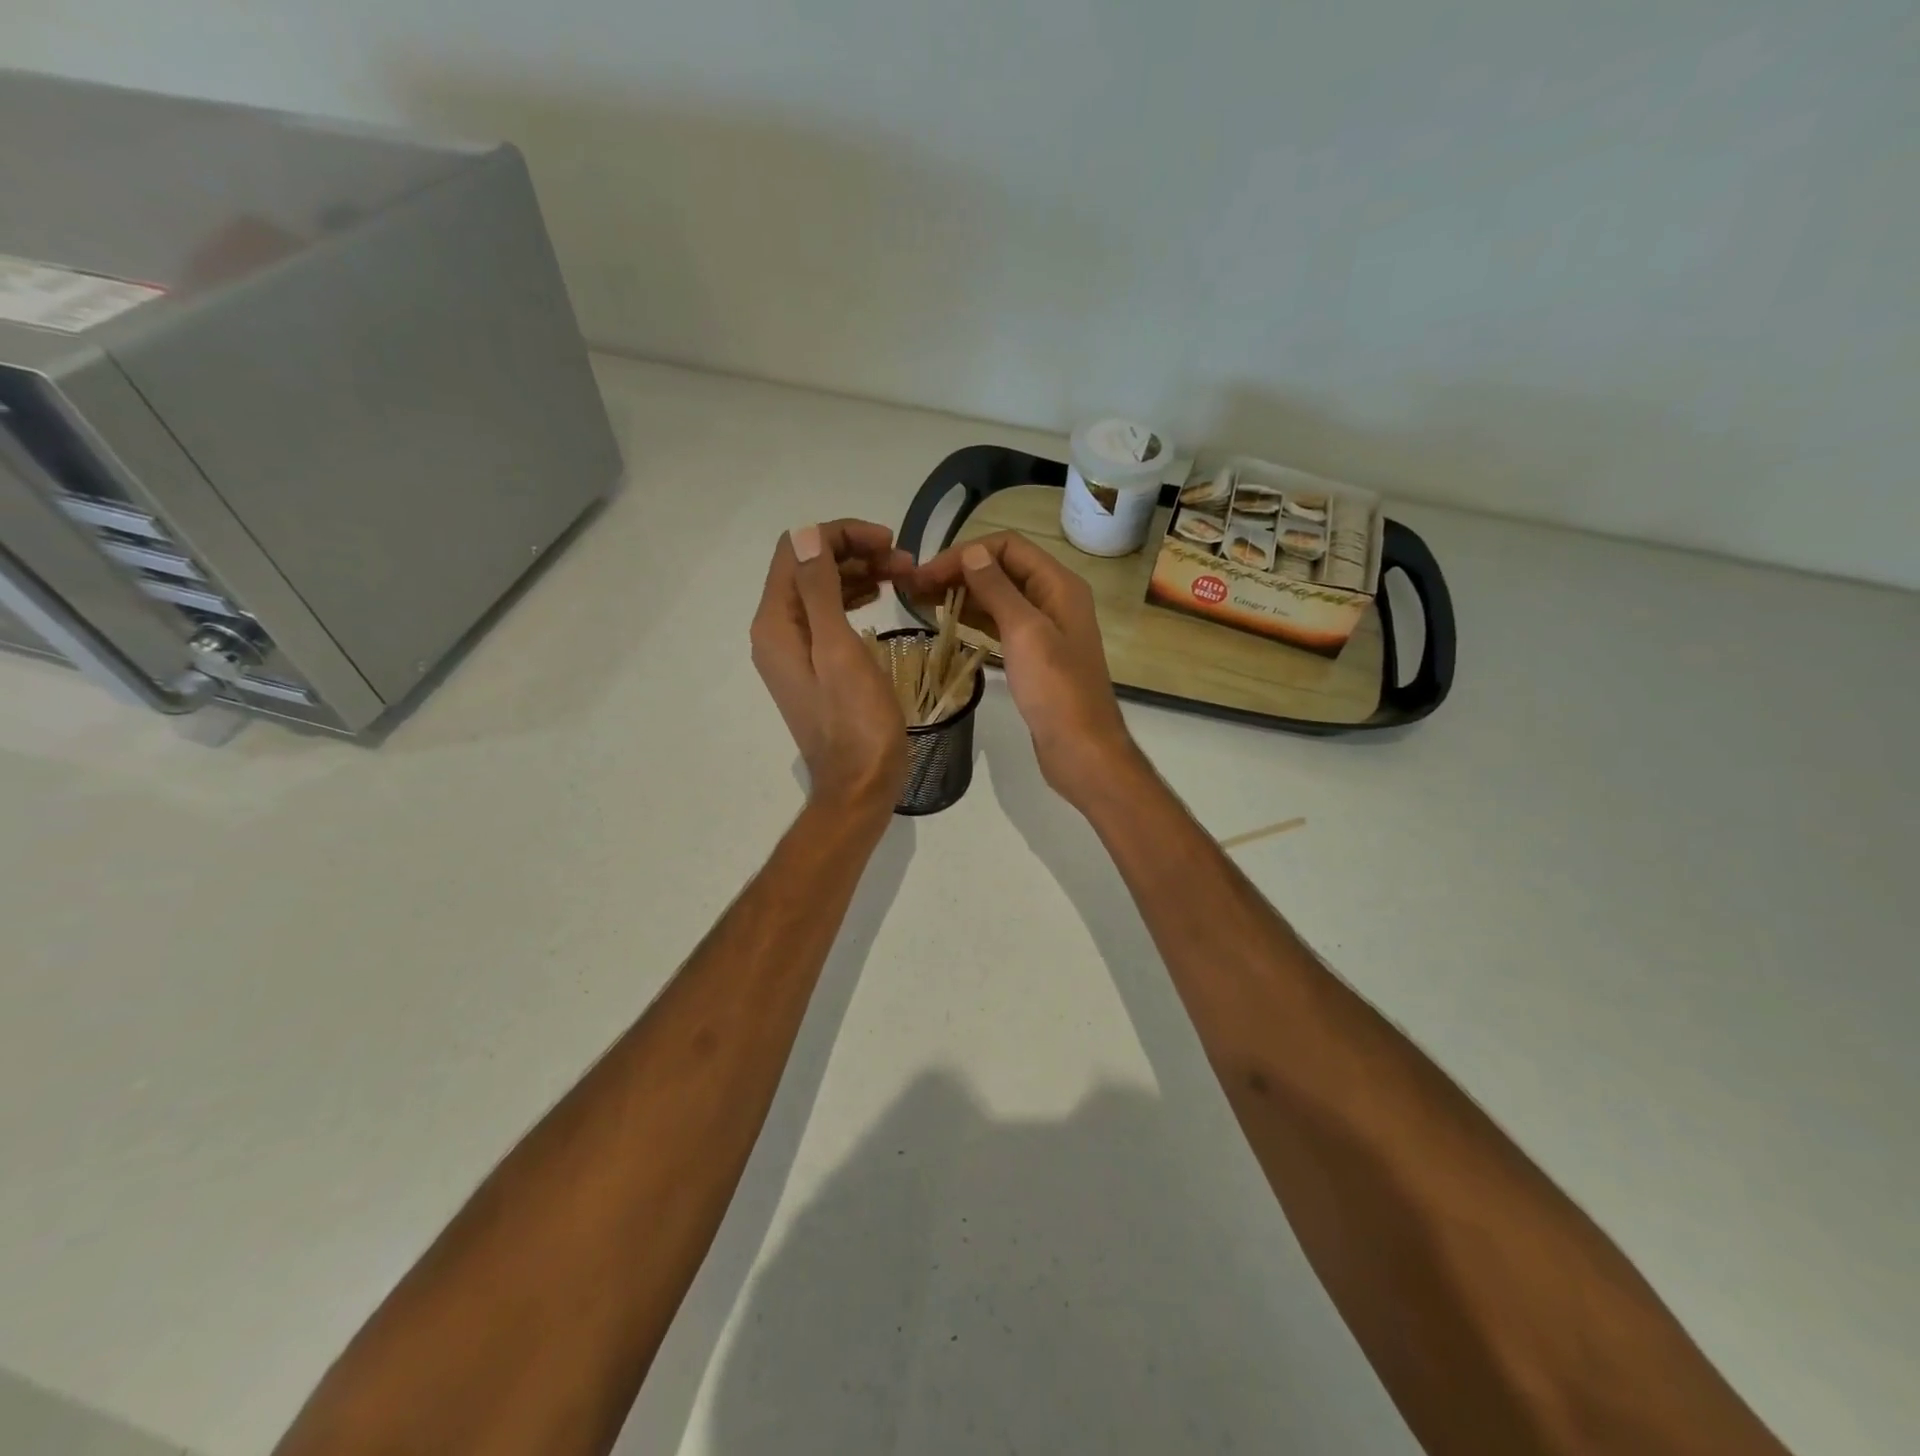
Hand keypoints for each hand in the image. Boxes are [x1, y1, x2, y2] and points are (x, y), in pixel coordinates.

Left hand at [751, 521, 914, 817]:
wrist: (859, 784)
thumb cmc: (856, 721)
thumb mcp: (838, 650)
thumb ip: (820, 590)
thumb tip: (806, 534)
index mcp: (776, 624)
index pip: (797, 551)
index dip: (841, 535)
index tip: (890, 543)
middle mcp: (776, 632)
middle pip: (808, 568)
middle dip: (854, 553)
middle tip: (905, 562)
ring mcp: (793, 651)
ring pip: (821, 591)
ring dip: (858, 574)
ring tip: (902, 576)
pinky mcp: (812, 666)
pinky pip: (827, 617)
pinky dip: (854, 600)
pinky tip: (881, 599)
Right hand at [908, 532, 1138, 808]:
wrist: (1081, 748)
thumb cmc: (1056, 689)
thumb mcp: (1025, 632)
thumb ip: (997, 589)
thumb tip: (972, 552)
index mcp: (1058, 585)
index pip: (1007, 547)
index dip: (965, 553)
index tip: (926, 574)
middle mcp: (1053, 599)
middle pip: (1001, 569)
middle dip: (958, 571)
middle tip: (913, 588)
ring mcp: (1044, 628)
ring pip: (998, 597)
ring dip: (962, 594)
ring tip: (921, 601)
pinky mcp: (1033, 655)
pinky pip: (999, 624)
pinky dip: (973, 618)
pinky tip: (946, 622)